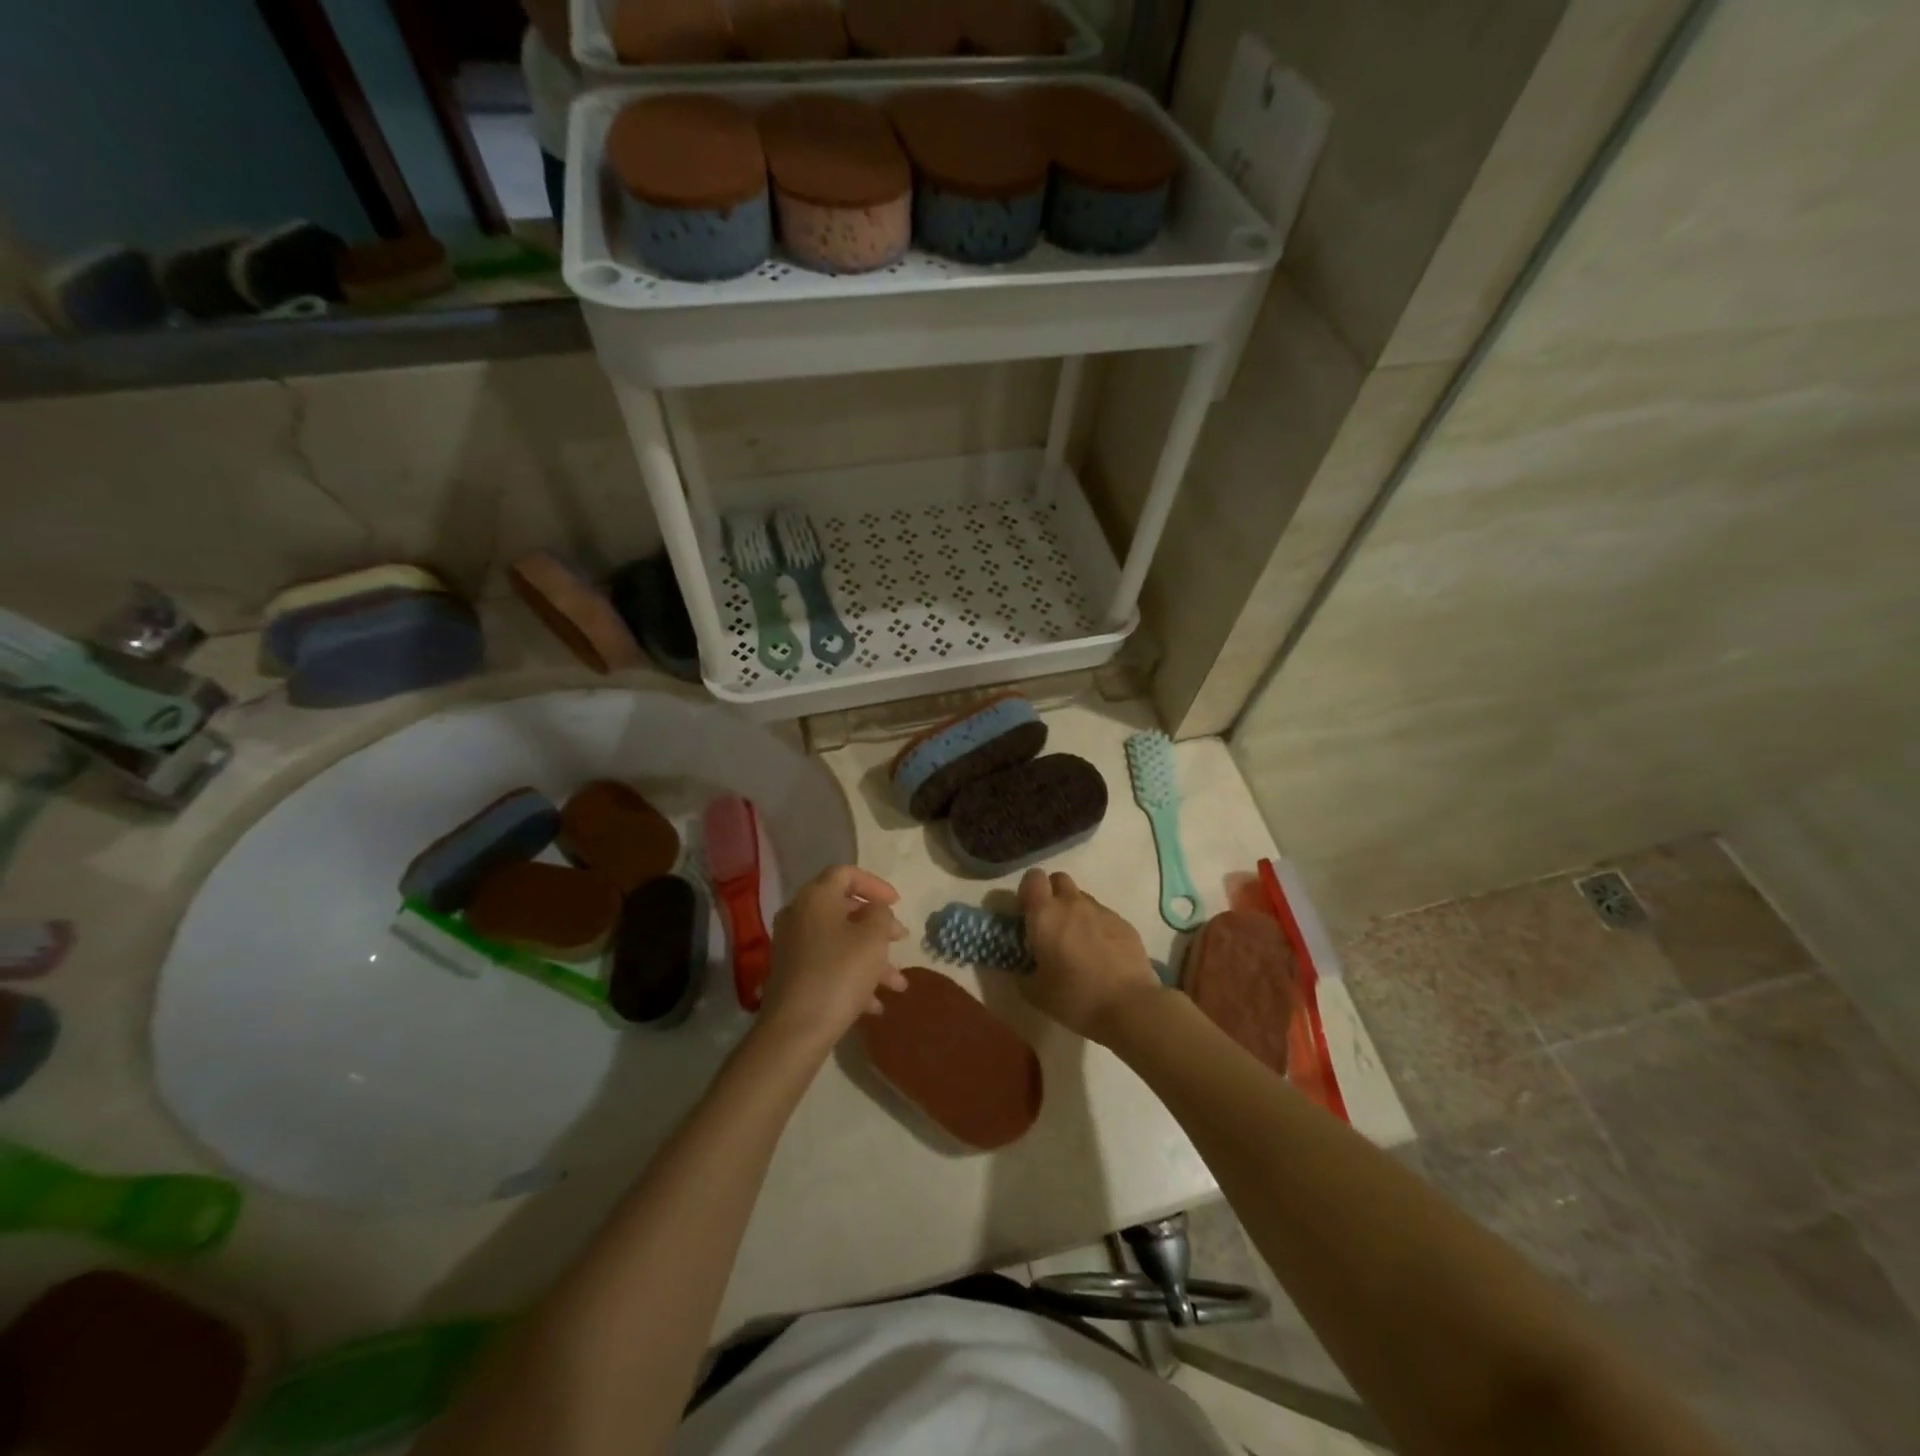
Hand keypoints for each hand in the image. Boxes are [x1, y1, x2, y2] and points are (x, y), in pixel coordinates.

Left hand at [759, 866, 908, 1051]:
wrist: (796, 1030)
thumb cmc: (840, 973)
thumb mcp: (873, 938)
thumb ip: (881, 914)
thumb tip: (874, 910)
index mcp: (816, 898)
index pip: (846, 873)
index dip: (875, 884)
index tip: (897, 903)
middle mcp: (799, 916)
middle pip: (844, 910)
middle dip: (877, 926)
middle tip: (901, 940)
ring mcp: (793, 947)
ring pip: (840, 942)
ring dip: (871, 958)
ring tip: (898, 985)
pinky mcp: (792, 975)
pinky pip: (829, 965)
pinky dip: (853, 977)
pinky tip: (875, 1005)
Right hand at [1018, 869, 1164, 1041]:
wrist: (1129, 1005)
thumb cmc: (1075, 997)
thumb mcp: (1035, 993)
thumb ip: (1022, 973)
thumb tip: (1021, 967)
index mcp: (1045, 915)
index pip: (1032, 877)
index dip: (1028, 890)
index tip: (1027, 912)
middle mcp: (1072, 903)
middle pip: (1059, 879)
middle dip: (1052, 894)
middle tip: (1052, 924)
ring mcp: (1101, 910)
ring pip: (1082, 898)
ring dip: (1076, 912)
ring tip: (1079, 943)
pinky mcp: (1124, 922)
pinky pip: (1104, 915)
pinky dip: (1098, 927)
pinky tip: (1102, 954)